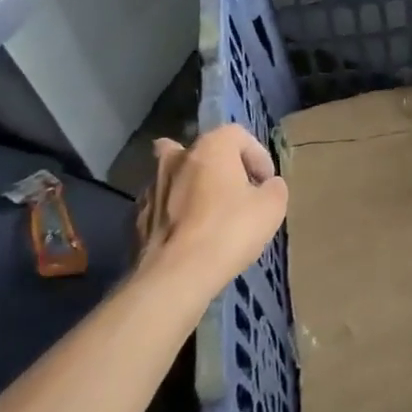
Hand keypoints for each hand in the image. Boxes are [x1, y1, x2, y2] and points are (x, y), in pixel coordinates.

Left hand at [136, 125, 287, 292]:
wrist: (176, 275)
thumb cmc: (230, 230)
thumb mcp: (272, 207)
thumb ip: (274, 187)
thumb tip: (267, 186)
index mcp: (210, 146)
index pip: (239, 136)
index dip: (258, 157)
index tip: (266, 183)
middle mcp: (177, 158)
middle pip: (202, 152)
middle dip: (219, 167)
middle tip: (234, 192)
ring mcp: (151, 186)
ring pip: (177, 178)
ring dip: (193, 189)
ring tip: (211, 216)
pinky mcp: (137, 217)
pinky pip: (163, 206)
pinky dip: (176, 214)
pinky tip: (189, 236)